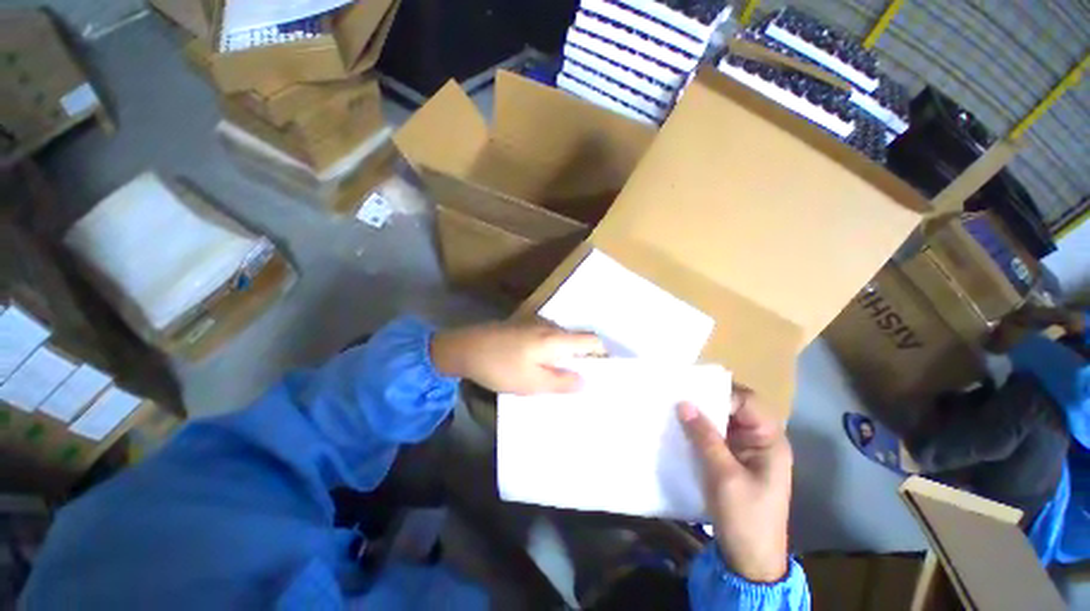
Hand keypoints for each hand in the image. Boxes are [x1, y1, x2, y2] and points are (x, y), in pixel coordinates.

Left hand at [430, 322, 604, 394]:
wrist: (465, 348)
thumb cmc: (501, 367)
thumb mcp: (532, 382)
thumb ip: (562, 382)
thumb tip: (586, 381)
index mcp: (556, 339)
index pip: (591, 340)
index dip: (602, 355)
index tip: (603, 373)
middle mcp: (550, 327)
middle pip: (577, 340)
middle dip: (584, 359)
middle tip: (582, 381)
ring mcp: (536, 324)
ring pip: (561, 340)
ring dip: (566, 356)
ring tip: (562, 377)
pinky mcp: (524, 327)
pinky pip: (547, 339)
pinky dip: (552, 352)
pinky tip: (542, 366)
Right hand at [678, 388, 791, 582]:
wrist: (749, 559)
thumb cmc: (745, 516)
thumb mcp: (724, 475)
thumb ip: (705, 437)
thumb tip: (683, 403)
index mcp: (770, 440)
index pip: (747, 402)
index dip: (720, 394)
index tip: (691, 393)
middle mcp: (759, 439)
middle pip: (734, 407)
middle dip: (707, 400)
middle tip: (678, 394)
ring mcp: (745, 449)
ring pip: (722, 420)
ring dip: (700, 414)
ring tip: (674, 406)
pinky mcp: (731, 459)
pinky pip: (714, 435)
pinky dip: (698, 429)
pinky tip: (680, 426)